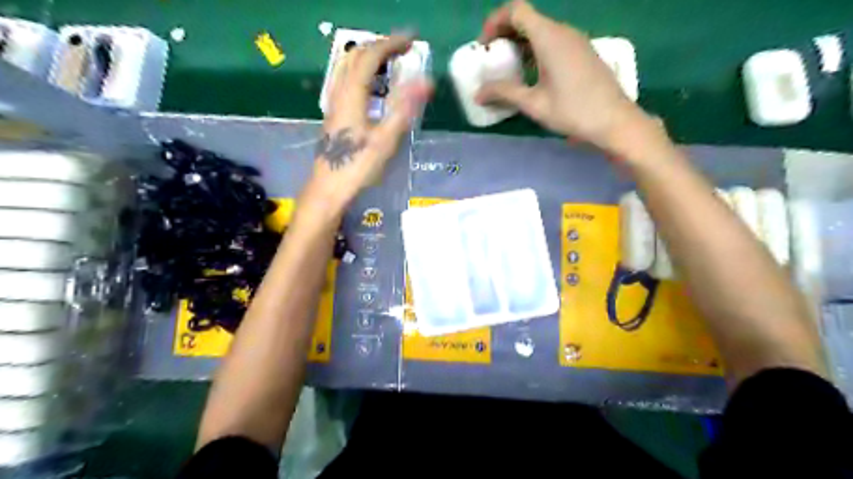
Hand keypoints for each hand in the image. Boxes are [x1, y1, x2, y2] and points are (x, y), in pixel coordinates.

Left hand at [311, 34, 432, 208]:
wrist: (329, 188)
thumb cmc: (358, 166)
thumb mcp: (385, 139)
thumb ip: (404, 109)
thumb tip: (426, 82)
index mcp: (352, 95)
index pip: (370, 56)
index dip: (390, 44)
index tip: (412, 41)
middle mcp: (339, 93)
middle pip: (355, 56)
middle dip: (380, 47)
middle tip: (403, 49)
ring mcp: (334, 104)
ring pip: (347, 67)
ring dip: (369, 58)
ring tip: (390, 62)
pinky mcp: (334, 115)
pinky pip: (346, 81)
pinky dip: (362, 72)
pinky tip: (373, 87)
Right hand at [479, 0, 655, 152]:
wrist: (614, 121)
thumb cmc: (573, 111)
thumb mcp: (534, 104)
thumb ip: (504, 93)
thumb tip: (478, 93)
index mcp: (549, 37)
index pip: (516, 10)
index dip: (494, 22)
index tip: (484, 46)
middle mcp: (563, 31)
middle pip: (527, 19)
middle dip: (504, 34)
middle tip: (491, 59)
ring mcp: (575, 40)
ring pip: (541, 30)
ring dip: (520, 43)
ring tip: (508, 69)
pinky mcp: (582, 52)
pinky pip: (553, 41)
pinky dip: (535, 50)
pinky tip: (531, 75)